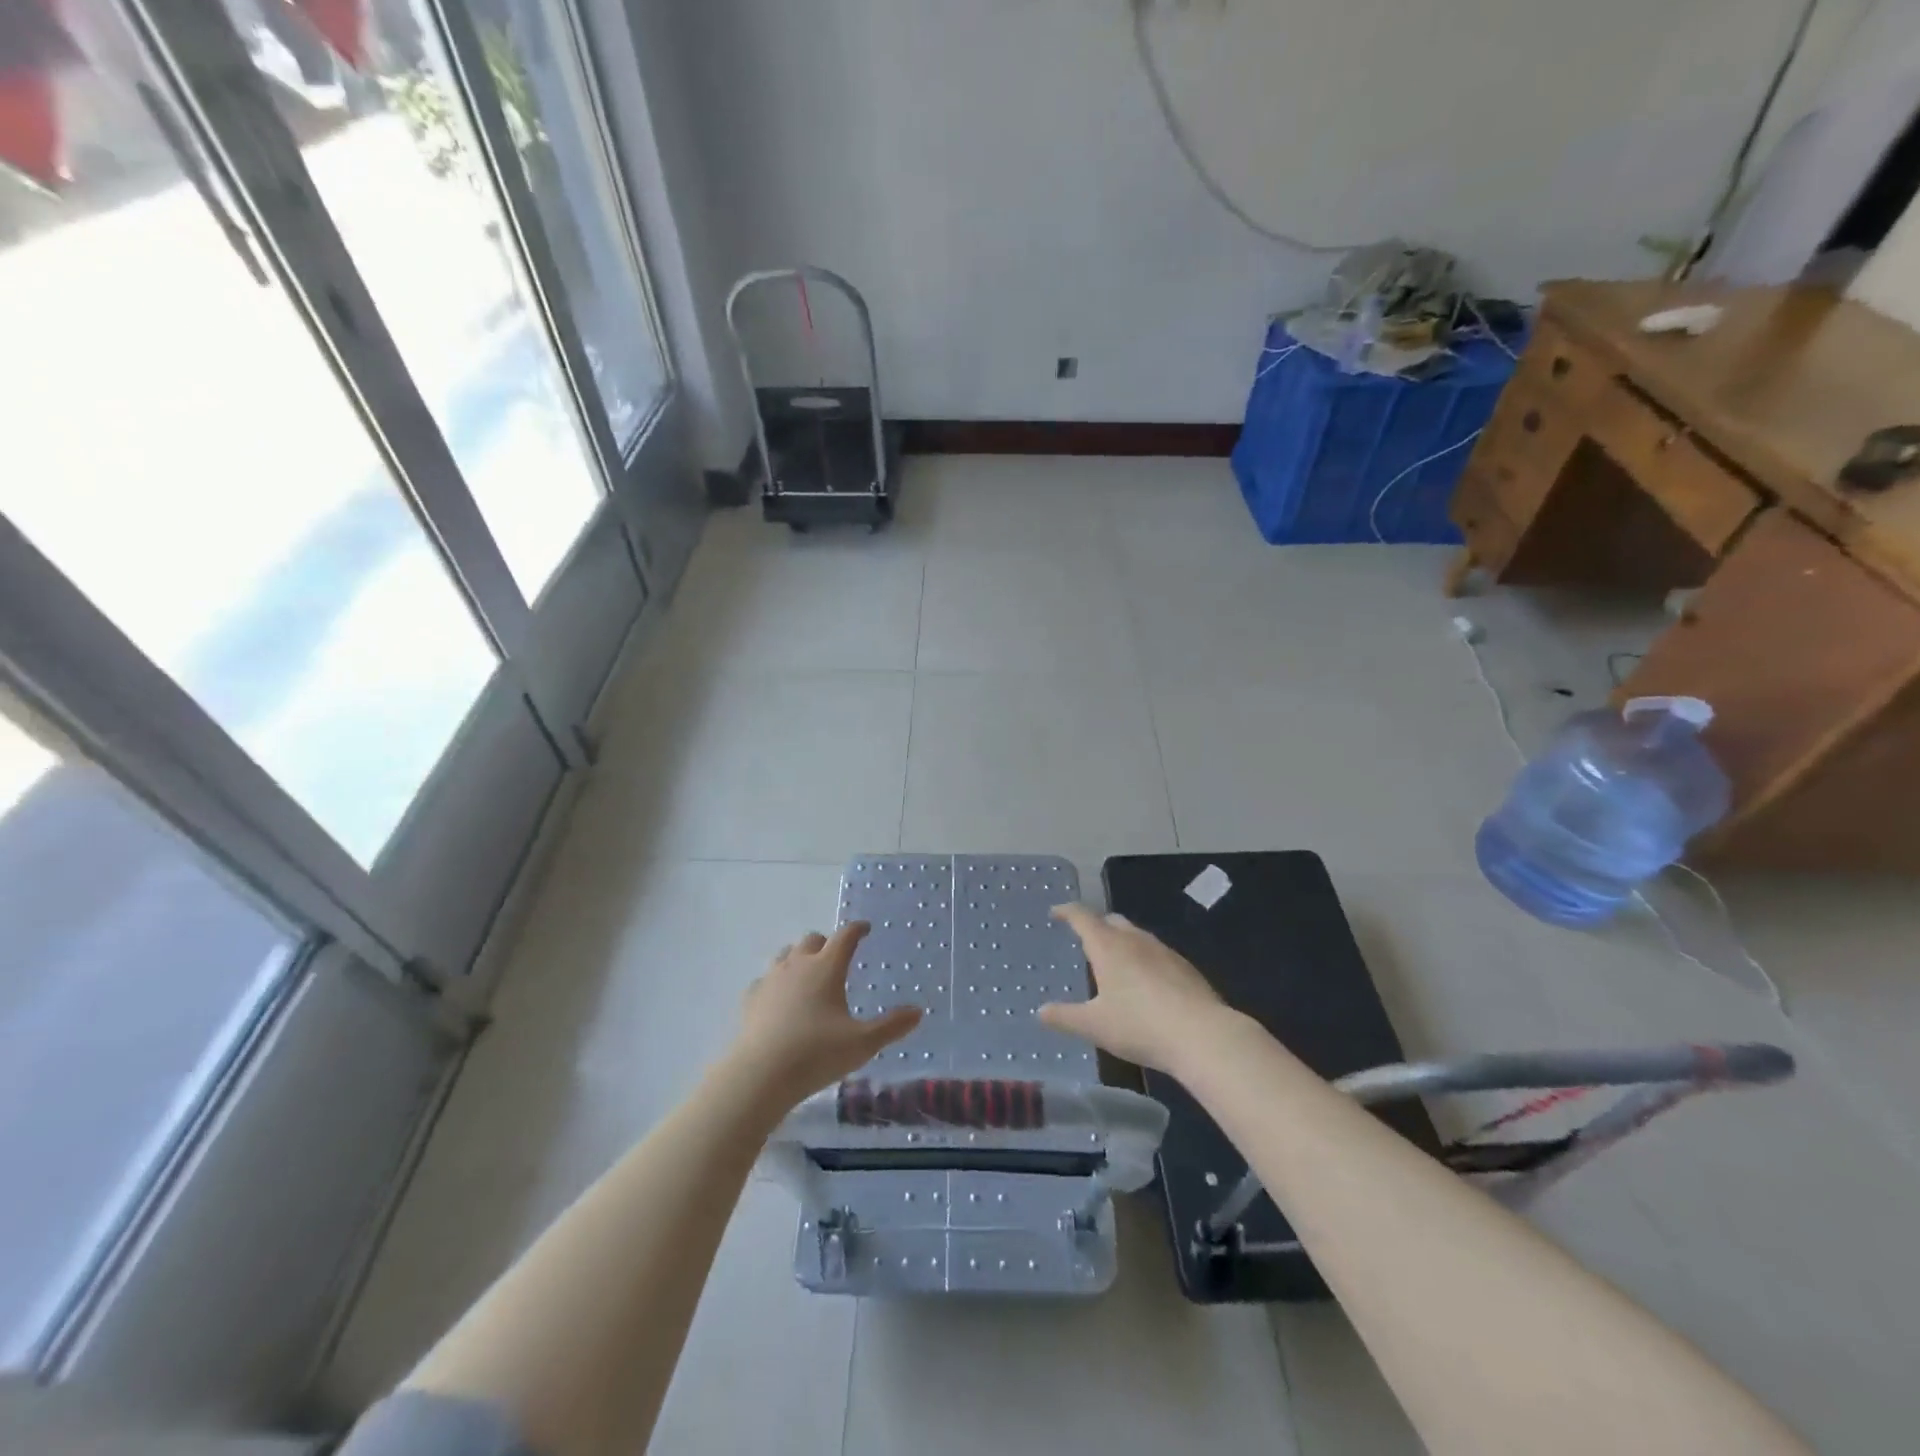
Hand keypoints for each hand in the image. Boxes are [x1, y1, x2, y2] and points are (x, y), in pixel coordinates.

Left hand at [729, 923, 922, 1107]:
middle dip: (826, 943)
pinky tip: (778, 998)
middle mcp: (798, 964)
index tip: (865, 928)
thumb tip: (918, 1012)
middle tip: (836, 957)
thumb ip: (891, 1026)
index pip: (845, 936)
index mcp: (827, 967)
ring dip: (799, 957)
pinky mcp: (751, 999)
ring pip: (785, 954)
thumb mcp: (863, 1043)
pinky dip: (775, 983)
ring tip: (808, 974)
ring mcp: (771, 979)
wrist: (761, 1075)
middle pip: (812, 939)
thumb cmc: (817, 1053)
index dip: (857, 929)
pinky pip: (765, 980)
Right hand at [1039, 903, 1227, 1074]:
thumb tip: (1041, 1011)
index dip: (1066, 912)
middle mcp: (1135, 940)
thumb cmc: (1140, 1026)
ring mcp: (1164, 952)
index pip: (1082, 917)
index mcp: (1108, 946)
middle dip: (1096, 925)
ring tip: (1114, 961)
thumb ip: (1065, 1017)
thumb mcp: (1094, 1025)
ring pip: (1137, 936)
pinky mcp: (1186, 968)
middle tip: (1085, 939)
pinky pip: (1156, 953)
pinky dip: (1143, 959)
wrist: (1203, 1036)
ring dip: (1122, 941)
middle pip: (1112, 921)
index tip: (1056, 913)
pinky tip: (1146, 983)